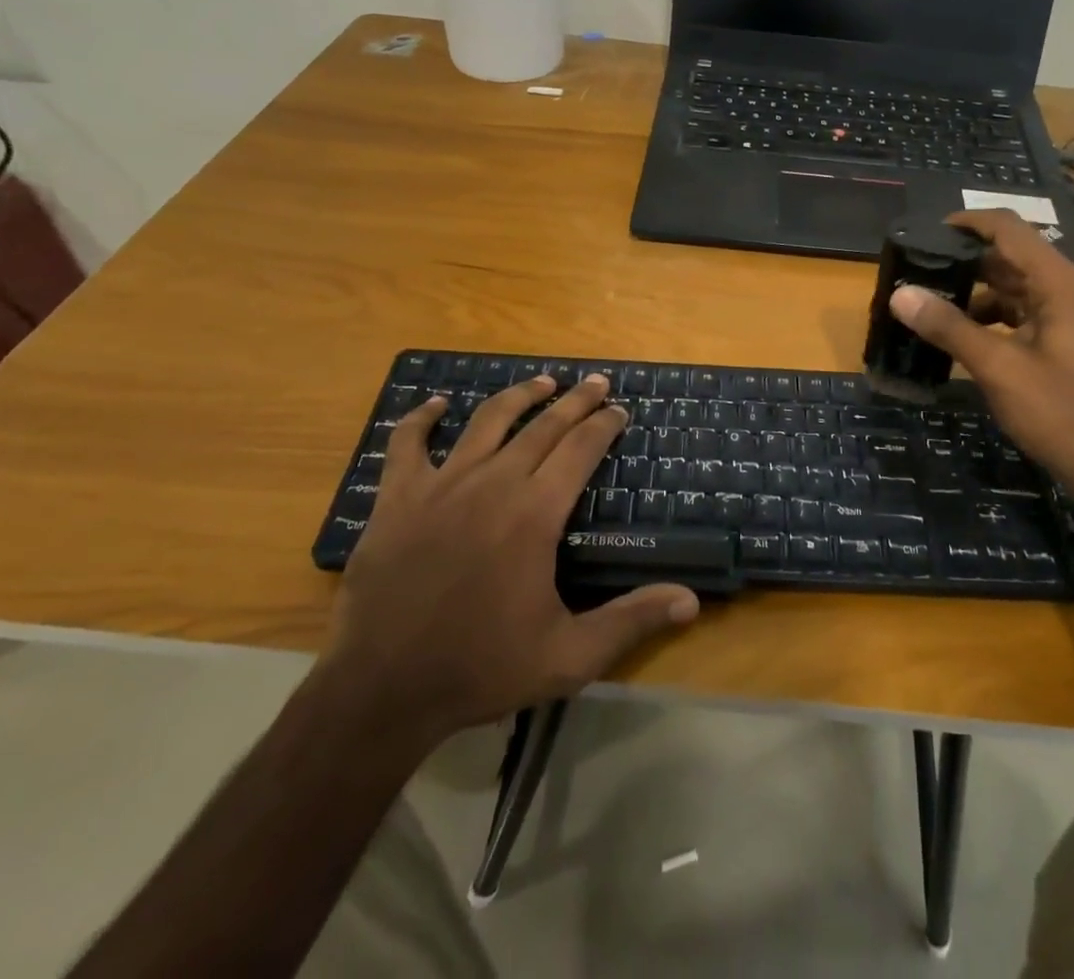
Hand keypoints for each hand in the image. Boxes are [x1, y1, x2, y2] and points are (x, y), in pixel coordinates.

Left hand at [319, 374, 698, 751]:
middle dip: (575, 401)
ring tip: (542, 382)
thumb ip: (631, 621)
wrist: (383, 691)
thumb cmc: (482, 668)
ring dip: (519, 396)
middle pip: (542, 426)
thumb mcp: (569, 656)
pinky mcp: (397, 498)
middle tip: (596, 382)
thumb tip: (691, 600)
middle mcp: (493, 483)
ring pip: (487, 421)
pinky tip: (437, 405)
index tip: (620, 409)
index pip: (580, 449)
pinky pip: (407, 444)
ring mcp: (441, 485)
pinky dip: (422, 419)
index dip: (604, 424)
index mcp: (534, 513)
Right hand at [888, 210, 1073, 494]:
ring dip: (970, 290)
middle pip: (1006, 255)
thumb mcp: (999, 368)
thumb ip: (949, 327)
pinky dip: (984, 316)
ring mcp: (1062, 315)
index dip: (966, 223)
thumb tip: (900, 294)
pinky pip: (1014, 313)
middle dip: (961, 259)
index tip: (924, 234)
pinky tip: (956, 333)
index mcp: (1056, 283)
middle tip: (915, 270)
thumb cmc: (1062, 412)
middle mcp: (1062, 289)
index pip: (1007, 229)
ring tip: (926, 301)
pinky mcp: (1057, 340)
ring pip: (1008, 286)